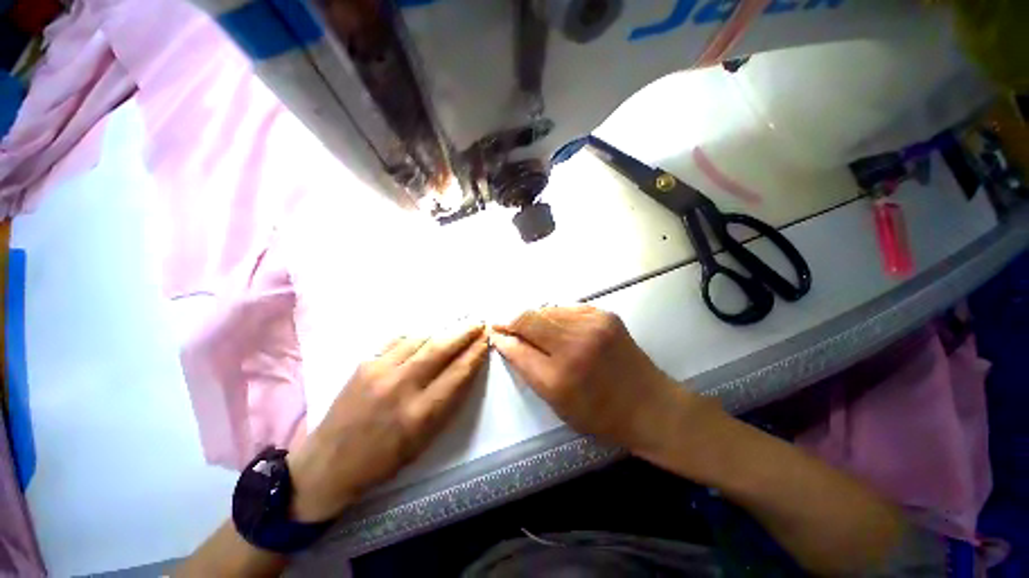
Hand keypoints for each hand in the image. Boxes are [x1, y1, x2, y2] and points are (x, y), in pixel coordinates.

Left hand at [286, 325, 488, 521]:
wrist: (333, 459)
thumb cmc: (381, 463)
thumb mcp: (420, 446)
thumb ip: (440, 412)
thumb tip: (456, 381)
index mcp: (420, 414)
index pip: (456, 376)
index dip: (474, 356)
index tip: (487, 341)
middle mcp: (401, 386)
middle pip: (438, 350)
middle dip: (462, 333)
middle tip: (479, 321)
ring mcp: (379, 371)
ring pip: (416, 340)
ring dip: (439, 331)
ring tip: (456, 324)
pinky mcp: (363, 365)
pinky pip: (394, 343)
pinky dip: (413, 337)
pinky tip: (422, 335)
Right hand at [491, 306, 712, 454]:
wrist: (648, 405)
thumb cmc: (600, 416)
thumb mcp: (557, 403)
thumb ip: (530, 371)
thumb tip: (507, 343)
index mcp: (558, 377)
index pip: (517, 347)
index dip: (502, 337)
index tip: (493, 333)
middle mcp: (574, 345)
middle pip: (529, 319)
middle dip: (512, 321)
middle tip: (504, 325)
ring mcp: (593, 325)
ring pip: (548, 309)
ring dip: (534, 316)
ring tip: (529, 326)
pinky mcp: (606, 316)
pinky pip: (569, 308)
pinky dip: (557, 314)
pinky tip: (555, 325)